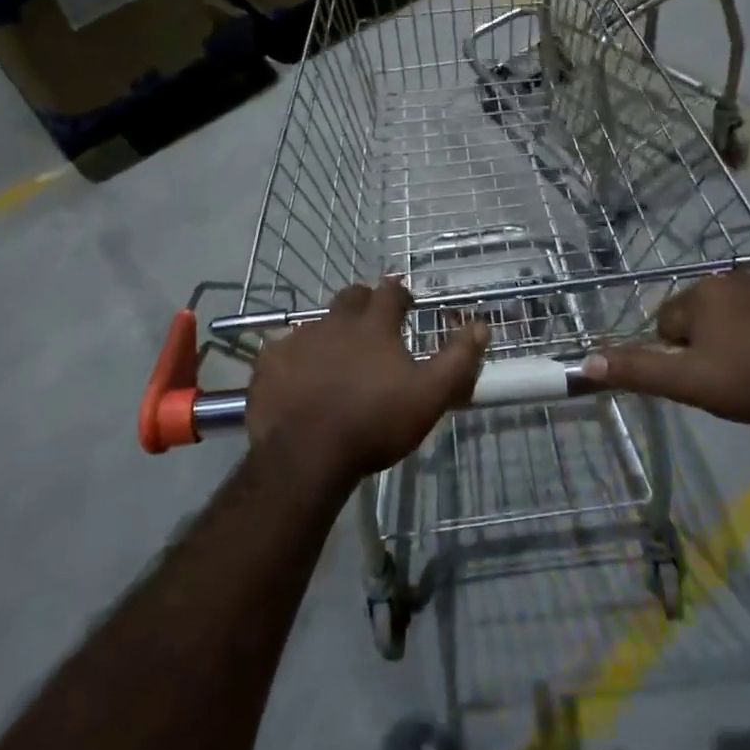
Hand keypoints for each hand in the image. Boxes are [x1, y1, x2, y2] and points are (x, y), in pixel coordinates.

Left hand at [246, 279, 488, 497]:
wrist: (305, 456)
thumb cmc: (374, 423)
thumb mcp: (429, 396)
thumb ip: (458, 360)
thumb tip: (481, 325)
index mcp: (373, 325)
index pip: (390, 292)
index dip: (400, 294)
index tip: (406, 303)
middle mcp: (334, 322)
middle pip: (351, 297)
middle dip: (364, 303)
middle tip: (372, 325)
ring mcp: (298, 340)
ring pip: (317, 324)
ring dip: (330, 334)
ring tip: (335, 360)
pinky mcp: (269, 364)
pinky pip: (282, 351)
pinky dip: (293, 359)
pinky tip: (297, 379)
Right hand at [580, 271, 749, 431]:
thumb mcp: (688, 383)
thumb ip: (637, 369)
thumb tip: (587, 362)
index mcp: (702, 293)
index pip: (669, 321)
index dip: (681, 353)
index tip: (706, 376)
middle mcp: (734, 277)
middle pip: (704, 312)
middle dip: (711, 339)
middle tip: (732, 374)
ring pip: (741, 310)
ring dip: (743, 332)